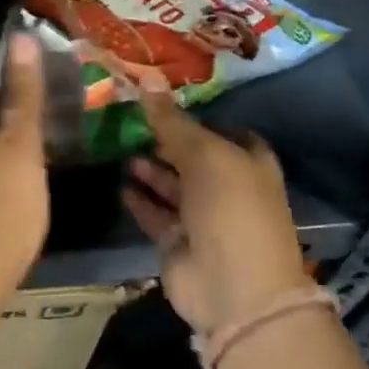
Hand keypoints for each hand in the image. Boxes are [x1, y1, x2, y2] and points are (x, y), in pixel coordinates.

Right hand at [123, 88, 314, 334]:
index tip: (159, 101)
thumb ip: (173, 122)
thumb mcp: (205, 155)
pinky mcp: (178, 242)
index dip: (194, 116)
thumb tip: (147, 80)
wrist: (234, 288)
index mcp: (248, 162)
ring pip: (171, 185)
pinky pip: (156, 214)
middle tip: (128, 120)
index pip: (221, 130)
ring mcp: (202, 217)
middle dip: (164, 140)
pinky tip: (121, 184)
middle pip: (192, 156)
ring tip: (120, 148)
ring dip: (149, 168)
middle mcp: (227, 187)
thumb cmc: (231, 209)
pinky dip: (140, 200)